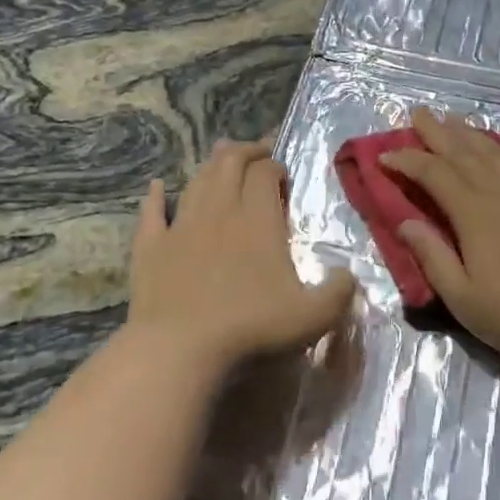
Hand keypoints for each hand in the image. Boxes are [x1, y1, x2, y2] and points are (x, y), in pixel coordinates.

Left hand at [128, 139, 355, 372]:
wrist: (180, 346)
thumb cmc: (251, 326)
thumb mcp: (312, 316)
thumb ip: (338, 292)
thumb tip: (348, 275)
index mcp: (258, 219)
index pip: (265, 173)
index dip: (275, 167)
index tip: (283, 176)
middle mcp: (220, 211)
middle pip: (229, 164)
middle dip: (245, 152)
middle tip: (257, 154)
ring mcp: (181, 226)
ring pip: (196, 181)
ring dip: (211, 165)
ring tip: (221, 158)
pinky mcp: (151, 246)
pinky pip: (152, 212)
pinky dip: (155, 195)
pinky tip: (156, 187)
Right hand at [380, 108, 499, 369]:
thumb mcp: (463, 297)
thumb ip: (432, 256)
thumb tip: (405, 221)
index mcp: (473, 213)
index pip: (433, 174)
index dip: (407, 161)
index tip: (385, 156)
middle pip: (463, 152)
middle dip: (436, 132)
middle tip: (417, 113)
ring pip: (494, 150)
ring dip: (469, 132)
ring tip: (451, 119)